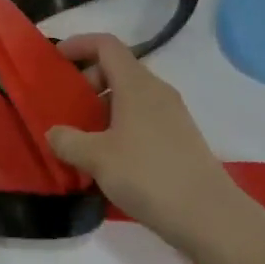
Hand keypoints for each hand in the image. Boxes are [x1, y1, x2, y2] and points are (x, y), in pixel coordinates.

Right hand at [47, 34, 248, 247]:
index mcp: (136, 83)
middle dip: (87, 82)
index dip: (78, 44)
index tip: (56, 60)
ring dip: (103, 107)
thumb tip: (53, 132)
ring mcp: (172, 115)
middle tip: (66, 108)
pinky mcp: (180, 139)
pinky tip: (110, 159)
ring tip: (83, 137)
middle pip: (116, 68)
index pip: (105, 44)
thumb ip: (68, 141)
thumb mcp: (98, 159)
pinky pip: (142, 117)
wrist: (211, 219)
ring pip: (130, 96)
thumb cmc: (150, 176)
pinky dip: (120, 125)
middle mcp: (156, 90)